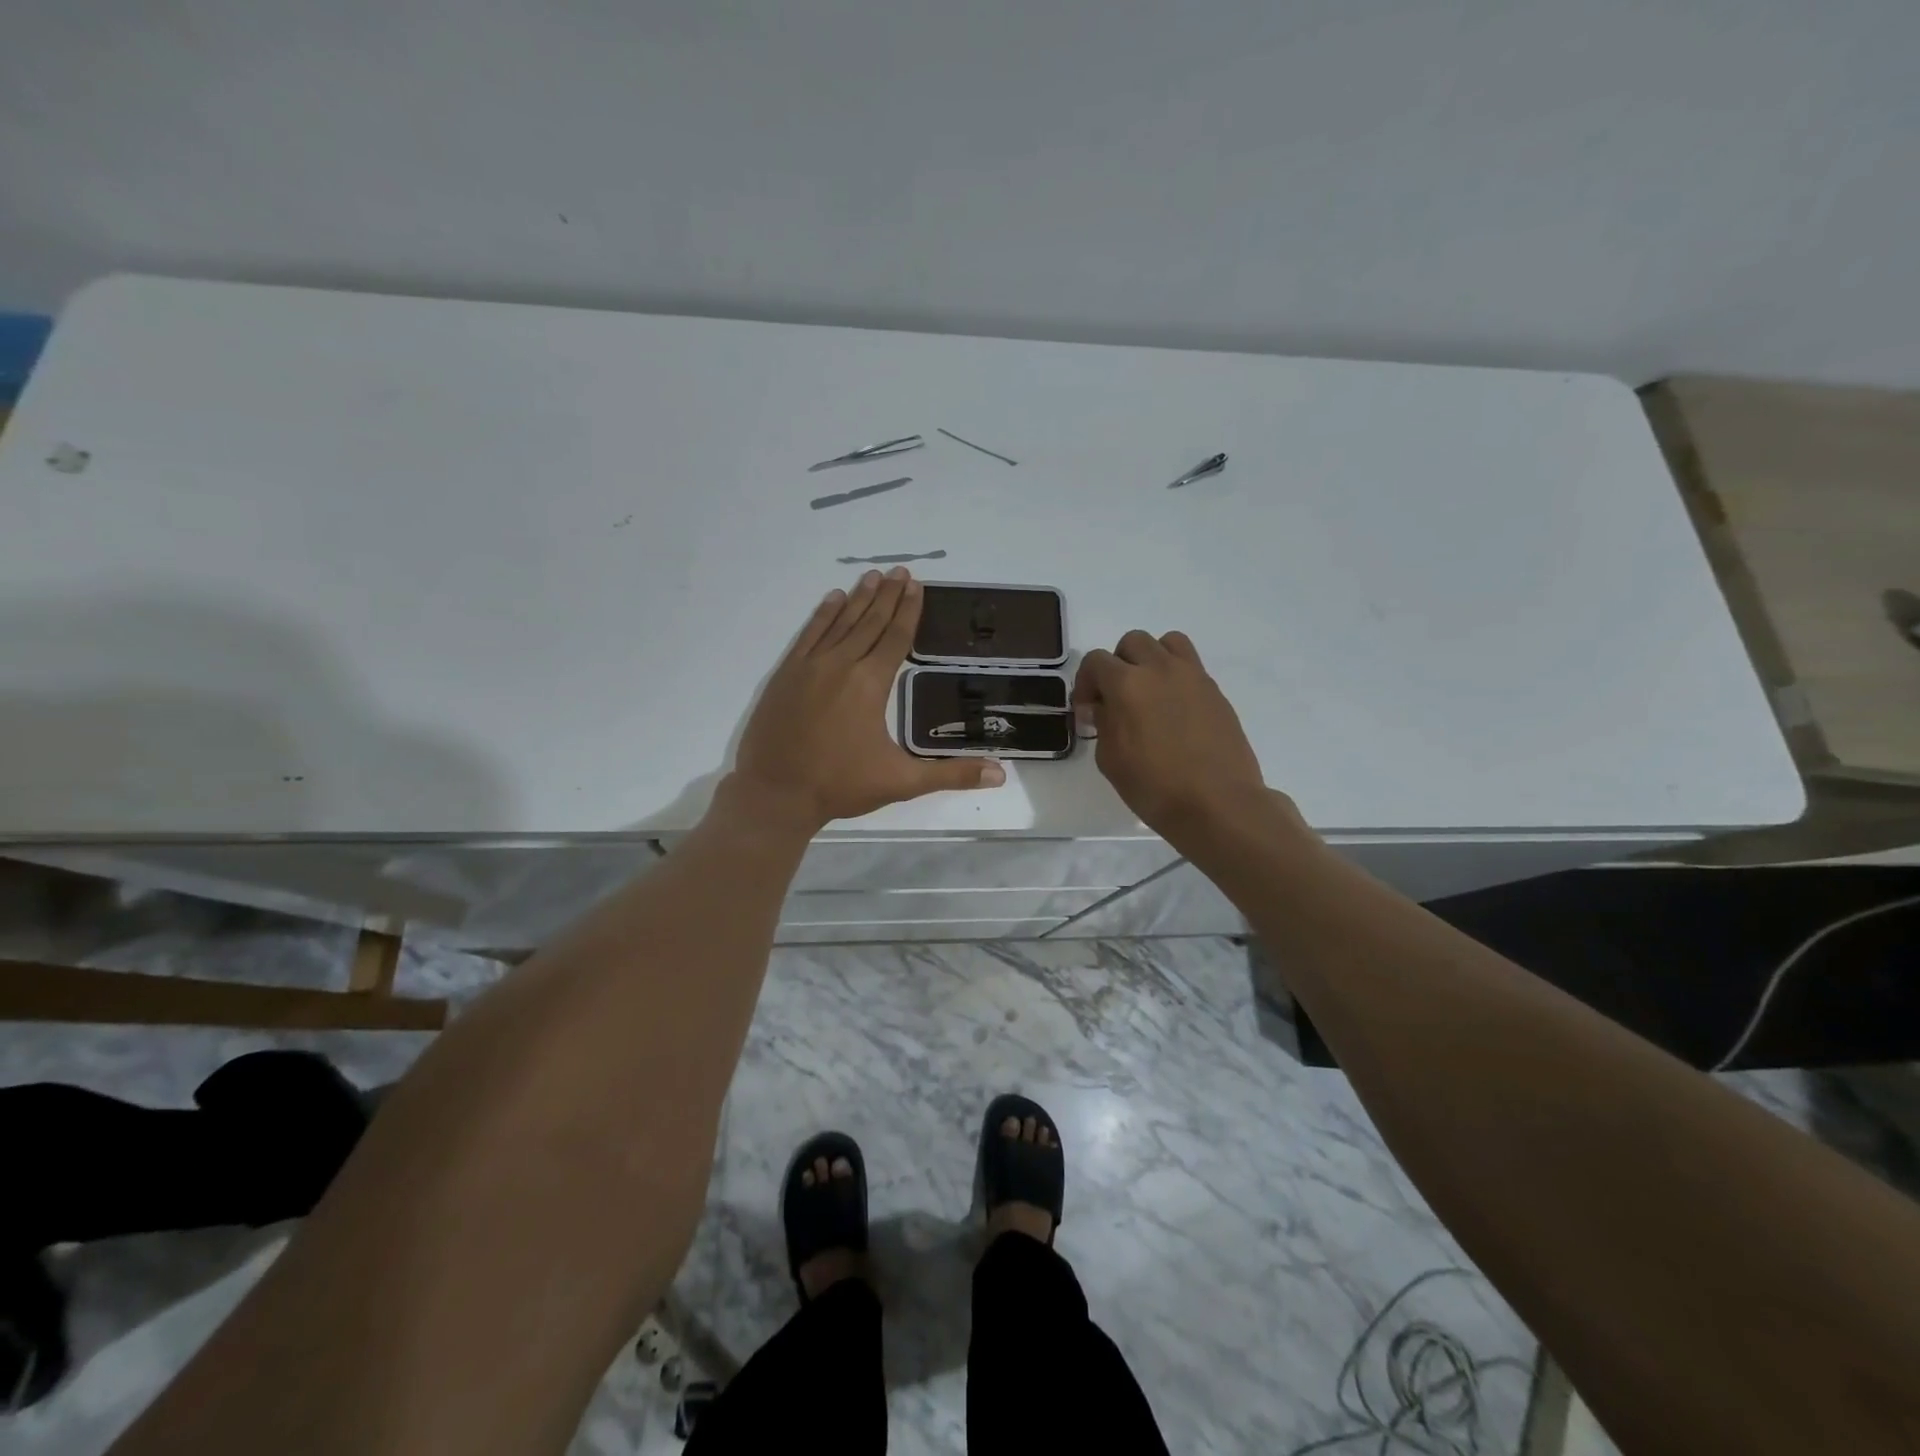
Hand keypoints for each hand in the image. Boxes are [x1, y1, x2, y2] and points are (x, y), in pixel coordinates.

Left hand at [732, 568, 1003, 827]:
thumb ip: (951, 774)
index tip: (916, 585)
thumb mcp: (902, 782)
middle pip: (869, 622)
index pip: (895, 638)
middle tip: (899, 571)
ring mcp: (809, 667)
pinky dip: (821, 615)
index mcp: (870, 684)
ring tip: (872, 576)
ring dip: (857, 598)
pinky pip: (808, 634)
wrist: (776, 793)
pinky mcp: (785, 674)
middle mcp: (841, 665)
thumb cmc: (840, 785)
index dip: (908, 611)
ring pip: (839, 623)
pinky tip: (831, 600)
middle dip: (887, 595)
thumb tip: (1000, 774)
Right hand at [1072, 630, 1281, 844]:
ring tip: (1150, 692)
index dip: (1086, 682)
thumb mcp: (1111, 760)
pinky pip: (1191, 666)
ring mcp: (1193, 677)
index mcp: (1127, 684)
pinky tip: (1175, 711)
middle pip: (1133, 642)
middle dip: (1118, 665)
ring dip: (1152, 659)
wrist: (1218, 804)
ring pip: (1167, 643)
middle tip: (1117, 698)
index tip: (1088, 710)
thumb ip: (1103, 723)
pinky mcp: (1215, 691)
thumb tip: (1104, 708)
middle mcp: (1160, 669)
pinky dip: (1176, 677)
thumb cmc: (1155, 787)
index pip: (1096, 660)